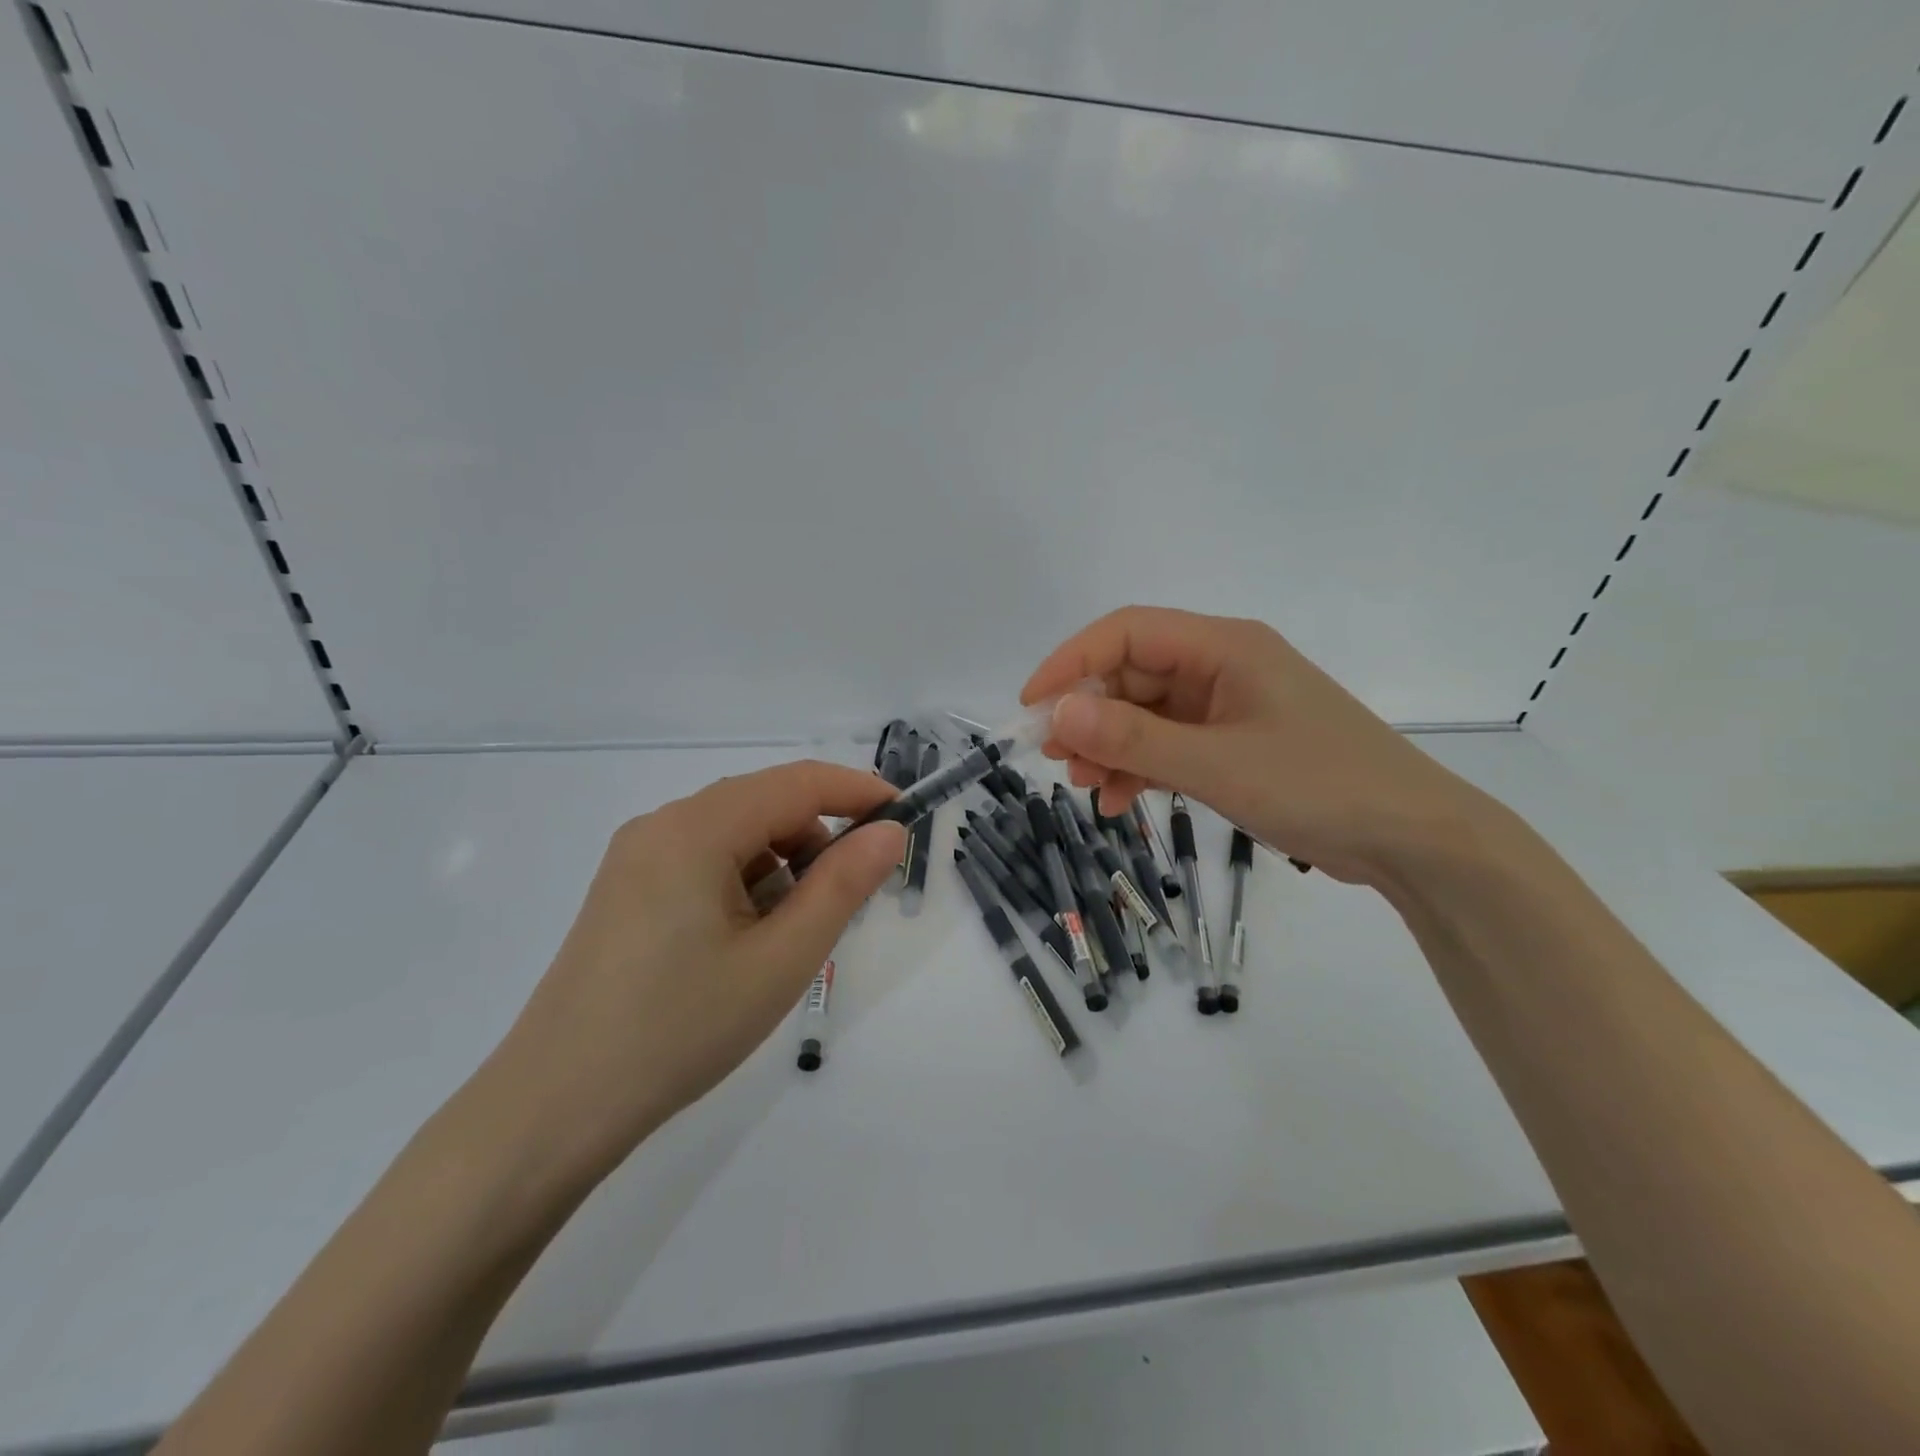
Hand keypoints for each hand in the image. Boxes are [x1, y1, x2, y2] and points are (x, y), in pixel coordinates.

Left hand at [486, 761, 904, 1183]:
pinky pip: (704, 861)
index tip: (906, 818)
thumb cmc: (680, 1028)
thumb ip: (843, 885)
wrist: (555, 1107)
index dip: (858, 792)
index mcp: (695, 828)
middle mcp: (661, 825)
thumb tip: (888, 832)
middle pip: (765, 805)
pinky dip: (744, 884)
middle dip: (818, 840)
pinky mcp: (626, 890)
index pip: (798, 783)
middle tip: (849, 901)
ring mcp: (636, 857)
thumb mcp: (781, 959)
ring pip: (736, 835)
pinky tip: (745, 942)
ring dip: (781, 867)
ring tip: (790, 937)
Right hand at [1022, 606, 1494, 885]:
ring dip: (1111, 746)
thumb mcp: (1215, 764)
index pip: (1126, 632)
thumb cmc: (1317, 786)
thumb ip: (1133, 739)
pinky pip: (1171, 743)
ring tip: (1087, 787)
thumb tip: (1057, 712)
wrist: (1412, 839)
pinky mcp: (1235, 741)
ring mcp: (1229, 705)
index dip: (1071, 662)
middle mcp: (1222, 665)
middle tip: (1056, 758)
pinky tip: (1121, 800)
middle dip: (1089, 714)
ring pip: (1147, 713)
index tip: (1031, 706)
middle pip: (1132, 673)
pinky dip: (1141, 767)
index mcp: (1223, 646)